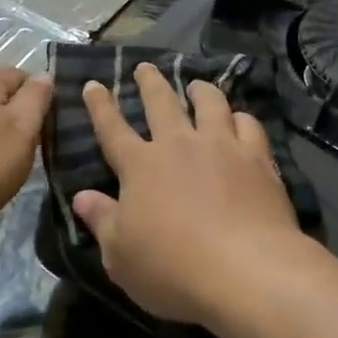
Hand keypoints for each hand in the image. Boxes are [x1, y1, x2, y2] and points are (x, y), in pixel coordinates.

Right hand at [74, 62, 305, 327]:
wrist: (246, 270)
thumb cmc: (172, 269)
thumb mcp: (121, 257)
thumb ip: (102, 221)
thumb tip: (81, 197)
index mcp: (140, 166)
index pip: (112, 128)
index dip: (100, 106)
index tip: (93, 84)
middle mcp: (179, 144)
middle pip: (161, 102)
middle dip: (150, 82)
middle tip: (144, 67)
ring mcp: (221, 146)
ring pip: (209, 103)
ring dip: (200, 89)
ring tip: (196, 84)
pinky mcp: (257, 157)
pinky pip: (248, 124)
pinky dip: (240, 118)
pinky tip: (240, 119)